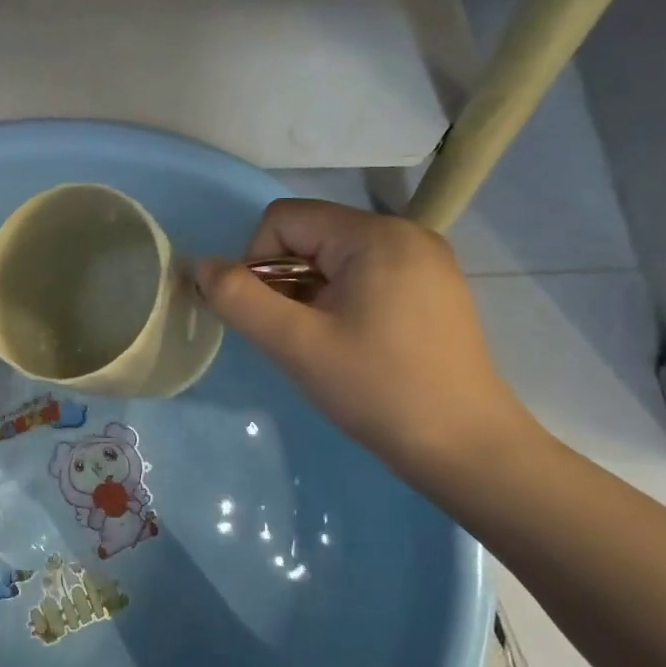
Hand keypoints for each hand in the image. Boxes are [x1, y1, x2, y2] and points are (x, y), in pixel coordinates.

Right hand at [196, 201, 531, 478]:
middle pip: (309, 235)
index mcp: (375, 235)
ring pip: (332, 258)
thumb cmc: (377, 389)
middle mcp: (404, 234)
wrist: (464, 447)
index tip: (272, 317)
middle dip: (284, 281)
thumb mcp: (295, 344)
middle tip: (296, 336)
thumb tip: (201, 266)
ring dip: (308, 295)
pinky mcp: (432, 289)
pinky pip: (362, 276)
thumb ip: (238, 298)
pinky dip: (338, 301)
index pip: (283, 219)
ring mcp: (424, 261)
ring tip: (323, 344)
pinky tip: (350, 344)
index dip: (257, 263)